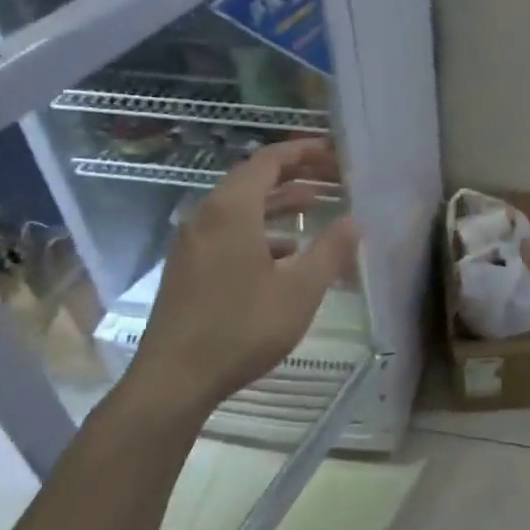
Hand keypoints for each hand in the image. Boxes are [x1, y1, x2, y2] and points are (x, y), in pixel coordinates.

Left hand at [126, 139, 357, 417]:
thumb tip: (355, 221)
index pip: (267, 161)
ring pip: (239, 208)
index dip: (302, 152)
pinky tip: (283, 254)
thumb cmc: (242, 328)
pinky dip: (258, 231)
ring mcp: (192, 243)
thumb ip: (330, 252)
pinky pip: (227, 232)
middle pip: (252, 180)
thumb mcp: (299, 291)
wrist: (175, 378)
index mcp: (231, 210)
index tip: (333, 151)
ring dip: (276, 204)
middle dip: (293, 175)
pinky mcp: (187, 267)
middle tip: (331, 177)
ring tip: (314, 208)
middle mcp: (206, 216)